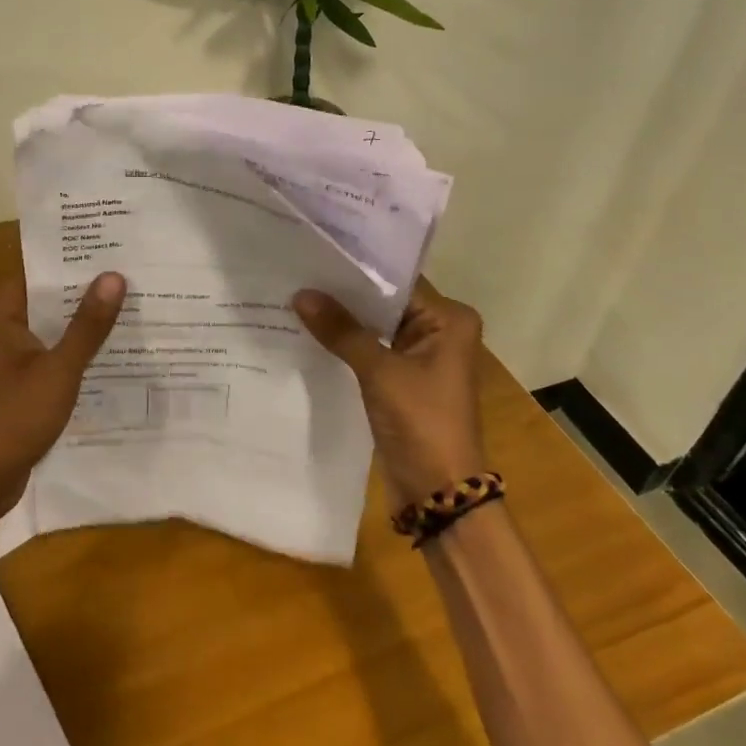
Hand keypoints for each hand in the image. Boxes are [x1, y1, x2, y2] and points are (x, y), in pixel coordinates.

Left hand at [0, 269, 126, 524]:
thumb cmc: (12, 419)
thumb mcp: (58, 370)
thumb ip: (88, 325)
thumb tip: (114, 276)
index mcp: (0, 312)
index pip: (42, 270)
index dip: (78, 259)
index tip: (117, 248)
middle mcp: (0, 326)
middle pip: (49, 297)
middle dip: (88, 290)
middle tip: (137, 275)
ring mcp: (7, 356)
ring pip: (52, 327)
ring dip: (84, 323)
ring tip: (135, 306)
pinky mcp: (17, 382)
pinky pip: (51, 354)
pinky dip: (76, 351)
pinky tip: (114, 351)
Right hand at [292, 279, 487, 504]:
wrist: (437, 492)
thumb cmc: (421, 422)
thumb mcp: (379, 371)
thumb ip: (342, 331)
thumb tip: (301, 294)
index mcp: (450, 320)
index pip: (398, 281)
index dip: (357, 269)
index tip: (317, 253)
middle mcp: (440, 331)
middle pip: (385, 302)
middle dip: (344, 294)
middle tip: (298, 271)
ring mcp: (421, 356)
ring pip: (375, 327)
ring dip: (343, 319)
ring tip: (296, 295)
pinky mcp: (403, 379)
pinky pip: (371, 350)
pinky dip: (346, 343)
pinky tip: (309, 330)